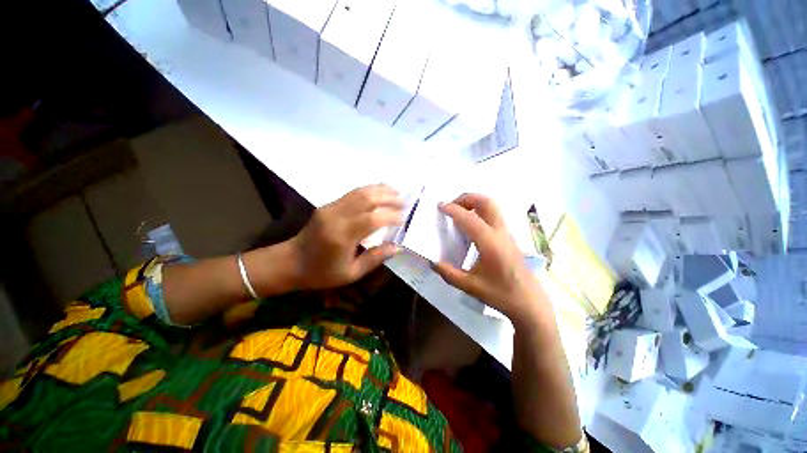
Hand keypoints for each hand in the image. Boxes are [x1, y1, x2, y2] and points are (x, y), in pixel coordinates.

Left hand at [289, 184, 402, 289]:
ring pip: (359, 192)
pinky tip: (379, 190)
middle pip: (366, 199)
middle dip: (388, 198)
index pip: (372, 219)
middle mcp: (336, 217)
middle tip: (404, 201)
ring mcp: (330, 208)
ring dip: (379, 190)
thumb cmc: (321, 273)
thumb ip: (375, 258)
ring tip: (396, 191)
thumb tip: (398, 247)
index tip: (403, 219)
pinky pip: (352, 193)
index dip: (390, 216)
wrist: (290, 262)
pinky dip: (368, 190)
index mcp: (342, 237)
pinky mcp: (327, 205)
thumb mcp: (351, 273)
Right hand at [433, 194, 543, 322]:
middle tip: (452, 205)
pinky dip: (480, 211)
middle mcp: (500, 233)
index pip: (468, 218)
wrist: (529, 302)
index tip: (440, 206)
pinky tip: (470, 225)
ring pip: (492, 207)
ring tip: (459, 212)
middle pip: (486, 202)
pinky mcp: (508, 237)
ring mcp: (506, 233)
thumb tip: (432, 262)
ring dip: (474, 203)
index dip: (453, 209)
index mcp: (489, 243)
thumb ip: (448, 273)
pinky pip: (494, 215)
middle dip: (467, 198)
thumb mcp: (470, 286)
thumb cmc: (501, 294)